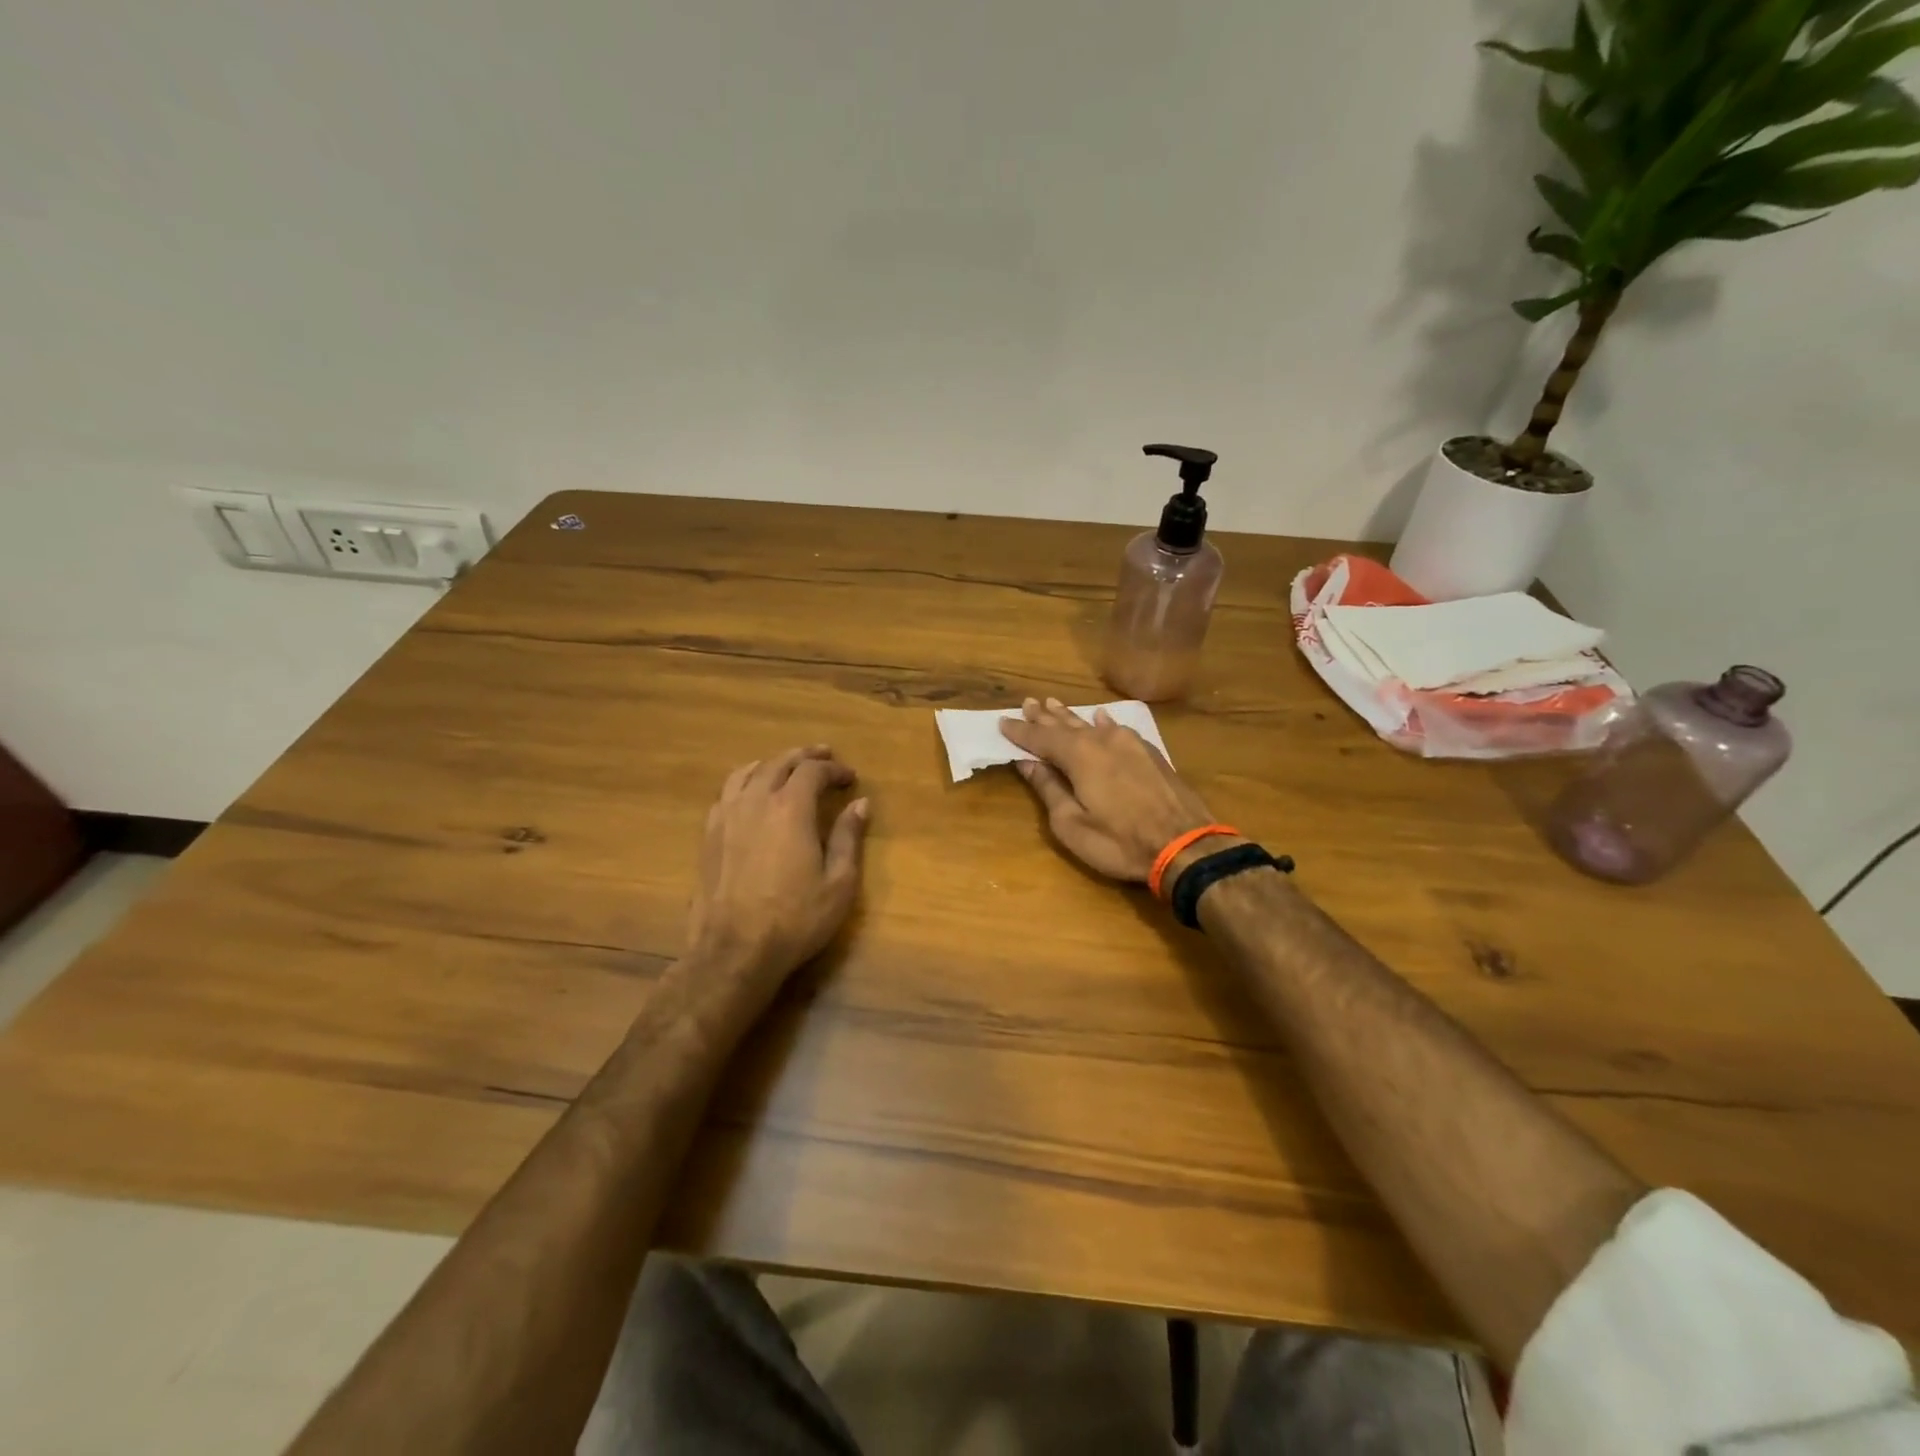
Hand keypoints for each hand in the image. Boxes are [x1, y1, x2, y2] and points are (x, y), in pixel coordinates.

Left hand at [686, 746, 869, 997]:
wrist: (733, 951)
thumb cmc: (795, 919)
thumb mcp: (838, 883)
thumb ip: (848, 838)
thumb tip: (860, 804)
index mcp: (790, 808)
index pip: (813, 771)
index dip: (834, 769)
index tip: (850, 778)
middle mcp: (756, 801)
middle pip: (779, 763)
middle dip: (804, 757)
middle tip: (823, 756)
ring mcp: (726, 816)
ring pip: (748, 772)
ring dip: (771, 763)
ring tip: (785, 766)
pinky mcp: (708, 835)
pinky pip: (726, 793)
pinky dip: (744, 782)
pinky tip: (750, 794)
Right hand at [1000, 698, 1218, 882]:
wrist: (1186, 845)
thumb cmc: (1120, 842)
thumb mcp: (1072, 824)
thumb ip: (1049, 789)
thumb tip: (1027, 763)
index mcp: (1079, 755)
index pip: (1040, 738)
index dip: (1020, 731)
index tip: (1002, 722)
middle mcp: (1102, 740)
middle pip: (1065, 724)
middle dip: (1044, 716)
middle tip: (1028, 703)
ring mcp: (1130, 743)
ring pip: (1092, 724)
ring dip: (1070, 717)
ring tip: (1053, 705)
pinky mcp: (1150, 753)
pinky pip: (1118, 729)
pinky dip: (1103, 723)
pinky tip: (1101, 718)